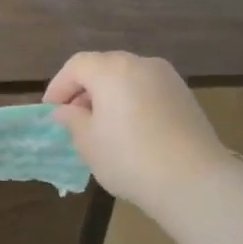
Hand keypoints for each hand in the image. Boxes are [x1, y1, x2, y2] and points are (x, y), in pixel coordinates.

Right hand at [44, 52, 228, 216]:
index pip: (77, 66)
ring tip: (101, 125)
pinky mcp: (185, 96)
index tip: (50, 110)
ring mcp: (168, 78)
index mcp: (112, 70)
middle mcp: (141, 64)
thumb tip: (65, 110)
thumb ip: (72, 120)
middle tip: (73, 117)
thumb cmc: (129, 158)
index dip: (59, 85)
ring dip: (109, 95)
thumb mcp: (88, 142)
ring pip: (128, 78)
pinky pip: (148, 90)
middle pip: (104, 67)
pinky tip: (130, 130)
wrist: (192, 179)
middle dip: (84, 88)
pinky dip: (132, 101)